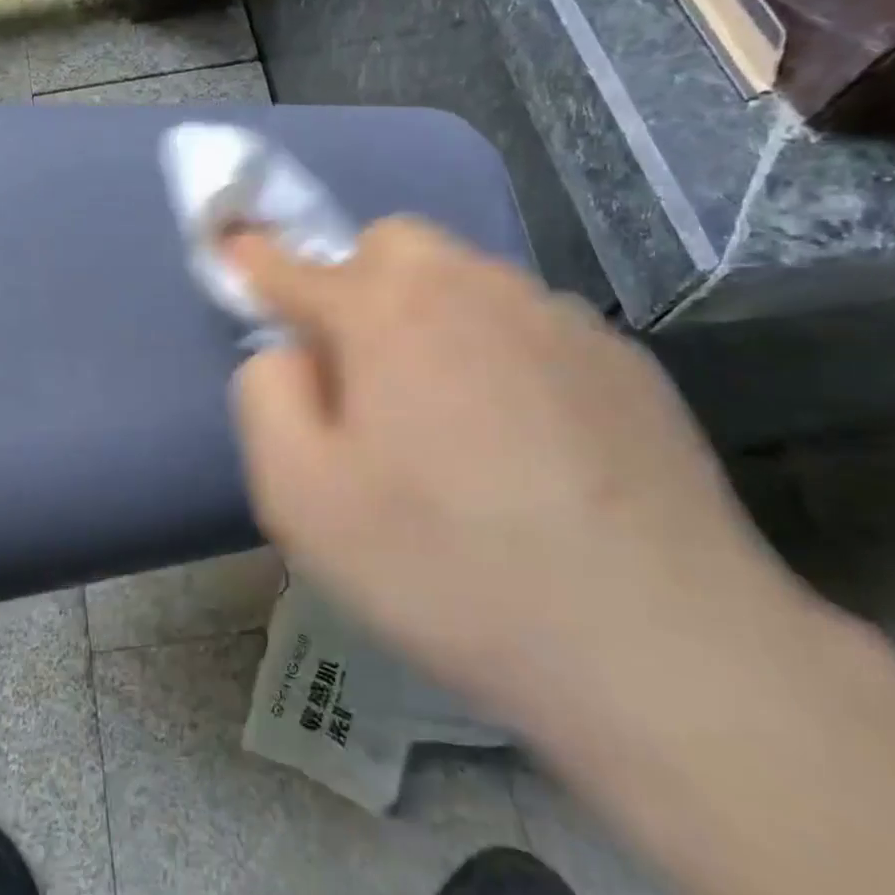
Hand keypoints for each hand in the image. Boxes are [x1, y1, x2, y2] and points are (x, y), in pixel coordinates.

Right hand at [225, 218, 806, 733]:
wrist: (659, 649)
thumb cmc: (444, 567)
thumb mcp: (300, 496)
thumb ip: (265, 396)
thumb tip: (285, 350)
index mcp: (387, 313)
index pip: (295, 265)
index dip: (256, 260)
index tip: (235, 254)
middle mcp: (473, 289)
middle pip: (393, 246)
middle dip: (356, 285)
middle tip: (362, 372)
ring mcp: (557, 317)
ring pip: (465, 281)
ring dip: (431, 319)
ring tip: (449, 421)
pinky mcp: (621, 359)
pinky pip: (529, 326)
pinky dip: (500, 354)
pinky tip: (526, 445)